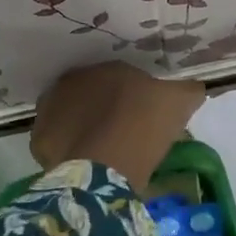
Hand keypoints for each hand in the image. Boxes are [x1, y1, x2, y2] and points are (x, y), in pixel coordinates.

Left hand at [31, 63, 205, 189]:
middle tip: (125, 134)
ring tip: (104, 152)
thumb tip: (195, 87)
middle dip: (105, 109)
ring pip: (72, 117)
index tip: (147, 117)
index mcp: (107, 68)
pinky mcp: (39, 141)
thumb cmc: (143, 127)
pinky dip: (70, 151)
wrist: (105, 167)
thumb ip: (188, 90)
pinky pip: (59, 143)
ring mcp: (50, 110)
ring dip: (84, 128)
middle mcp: (73, 81)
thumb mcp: (178, 103)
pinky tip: (86, 165)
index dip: (136, 97)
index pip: (123, 78)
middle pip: (93, 95)